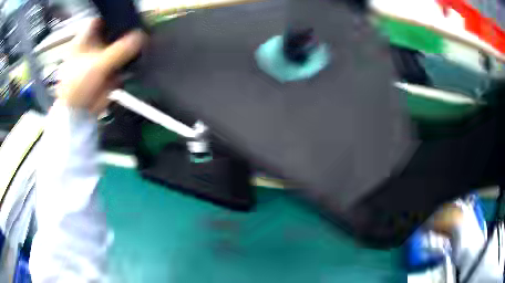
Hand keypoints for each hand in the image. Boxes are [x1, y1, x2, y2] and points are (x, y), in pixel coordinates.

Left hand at [56, 19, 145, 113]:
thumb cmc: (79, 85)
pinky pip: (123, 59)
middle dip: (126, 31)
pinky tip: (138, 57)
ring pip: (120, 45)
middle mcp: (93, 46)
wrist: (79, 114)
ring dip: (130, 45)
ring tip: (142, 44)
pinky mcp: (109, 69)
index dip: (114, 17)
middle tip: (141, 30)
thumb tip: (142, 37)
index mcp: (84, 40)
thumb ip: (120, 50)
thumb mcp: (98, 64)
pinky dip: (130, 59)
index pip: (101, 20)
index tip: (129, 18)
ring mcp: (102, 57)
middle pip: (113, 31)